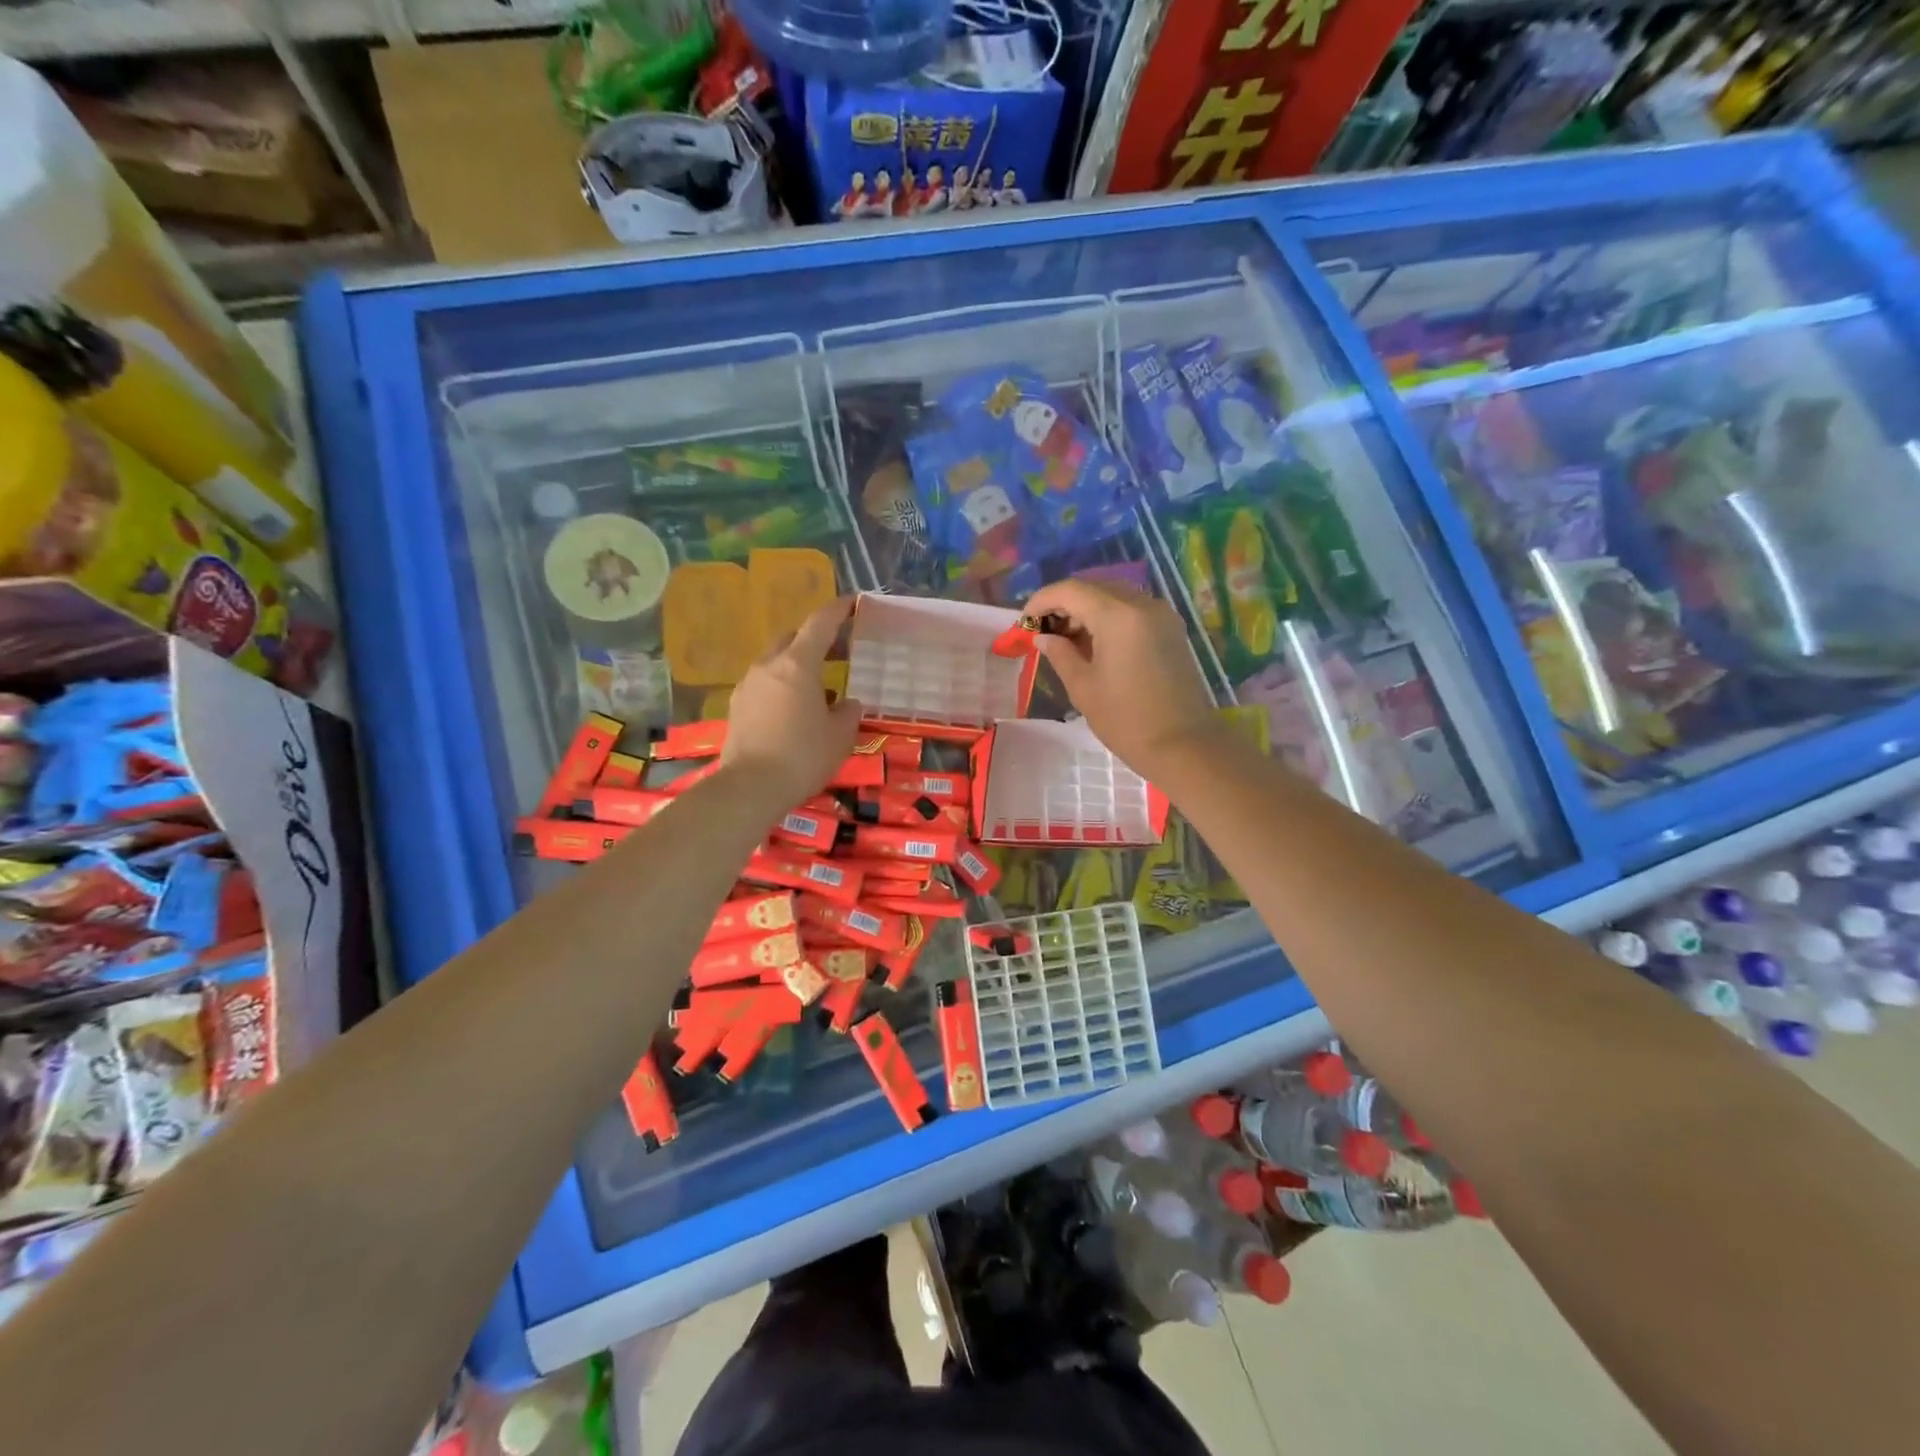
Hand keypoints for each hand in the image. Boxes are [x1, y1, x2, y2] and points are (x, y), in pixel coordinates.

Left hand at [720, 597, 862, 808]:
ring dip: (796, 665)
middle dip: (814, 638)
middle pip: (792, 638)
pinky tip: (795, 709)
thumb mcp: (840, 736)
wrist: (750, 788)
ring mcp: (748, 685)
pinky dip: (782, 686)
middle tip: (837, 650)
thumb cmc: (803, 756)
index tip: (851, 603)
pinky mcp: (737, 707)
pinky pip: (764, 685)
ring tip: (819, 686)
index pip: (820, 623)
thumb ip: (848, 712)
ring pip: (775, 662)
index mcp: (797, 664)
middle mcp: (768, 666)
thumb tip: (847, 703)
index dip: (837, 610)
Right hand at [1022, 579, 1223, 774]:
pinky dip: (1109, 618)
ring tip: (1067, 641)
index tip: (1024, 622)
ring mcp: (1161, 615)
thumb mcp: (1083, 687)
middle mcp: (1142, 604)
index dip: (1042, 600)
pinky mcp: (1171, 630)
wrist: (1183, 746)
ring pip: (1114, 597)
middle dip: (1064, 604)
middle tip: (1044, 632)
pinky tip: (1096, 645)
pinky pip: (1132, 610)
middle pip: (1094, 588)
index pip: (1070, 590)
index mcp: (1118, 616)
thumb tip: (1043, 637)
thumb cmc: (1126, 720)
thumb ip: (1060, 654)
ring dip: (1087, 610)